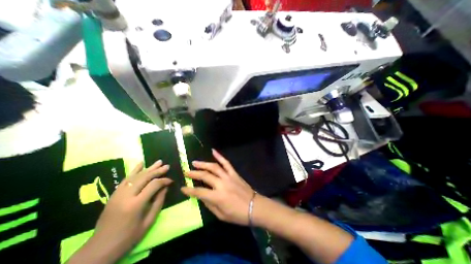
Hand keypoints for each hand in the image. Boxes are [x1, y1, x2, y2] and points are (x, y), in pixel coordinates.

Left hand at [70, 160, 171, 261]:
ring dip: (149, 168)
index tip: (171, 181)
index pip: (153, 185)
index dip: (164, 181)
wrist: (100, 248)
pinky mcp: (114, 194)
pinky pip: (126, 179)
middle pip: (145, 177)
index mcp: (136, 204)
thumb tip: (165, 188)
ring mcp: (118, 194)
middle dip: (157, 171)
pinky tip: (141, 163)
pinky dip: (134, 170)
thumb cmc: (129, 237)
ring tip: (159, 162)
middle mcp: (126, 196)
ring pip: (136, 176)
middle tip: (167, 166)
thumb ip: (158, 202)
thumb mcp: (149, 221)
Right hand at [181, 150, 255, 225]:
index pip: (199, 192)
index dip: (189, 191)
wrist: (254, 206)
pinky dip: (220, 156)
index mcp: (217, 197)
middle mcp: (221, 184)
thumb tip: (201, 196)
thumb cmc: (237, 214)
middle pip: (205, 176)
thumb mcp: (221, 215)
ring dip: (203, 164)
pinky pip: (226, 163)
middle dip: (194, 174)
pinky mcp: (234, 173)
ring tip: (195, 162)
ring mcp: (228, 176)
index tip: (182, 188)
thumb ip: (209, 204)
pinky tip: (213, 151)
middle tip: (186, 171)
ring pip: (214, 167)